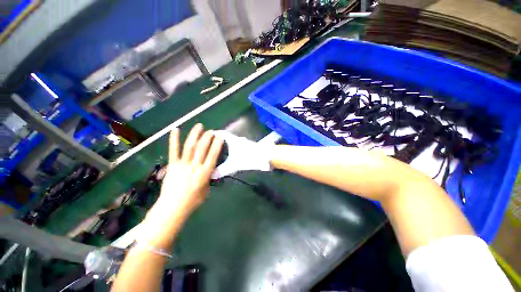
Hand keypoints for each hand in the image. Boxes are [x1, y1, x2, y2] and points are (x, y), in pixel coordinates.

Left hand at [141, 124, 222, 246]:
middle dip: (208, 137)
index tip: (220, 137)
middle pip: (203, 148)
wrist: (172, 208)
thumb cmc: (193, 201)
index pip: (213, 155)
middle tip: (211, 131)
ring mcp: (183, 164)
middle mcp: (195, 166)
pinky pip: (173, 151)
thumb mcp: (206, 190)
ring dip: (195, 135)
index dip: (217, 144)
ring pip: (190, 146)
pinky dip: (174, 140)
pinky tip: (175, 130)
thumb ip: (208, 178)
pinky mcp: (172, 165)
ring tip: (199, 126)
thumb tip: (209, 171)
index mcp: (205, 172)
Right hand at [211, 131, 272, 178]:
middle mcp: (237, 139)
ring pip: (230, 142)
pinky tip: (228, 156)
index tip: (204, 136)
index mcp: (232, 140)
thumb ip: (222, 170)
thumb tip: (211, 175)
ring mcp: (243, 143)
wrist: (266, 157)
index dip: (213, 134)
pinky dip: (230, 149)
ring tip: (216, 152)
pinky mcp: (247, 147)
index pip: (220, 133)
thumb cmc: (249, 158)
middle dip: (217, 141)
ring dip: (224, 145)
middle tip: (208, 147)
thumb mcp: (234, 165)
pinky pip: (235, 146)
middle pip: (224, 137)